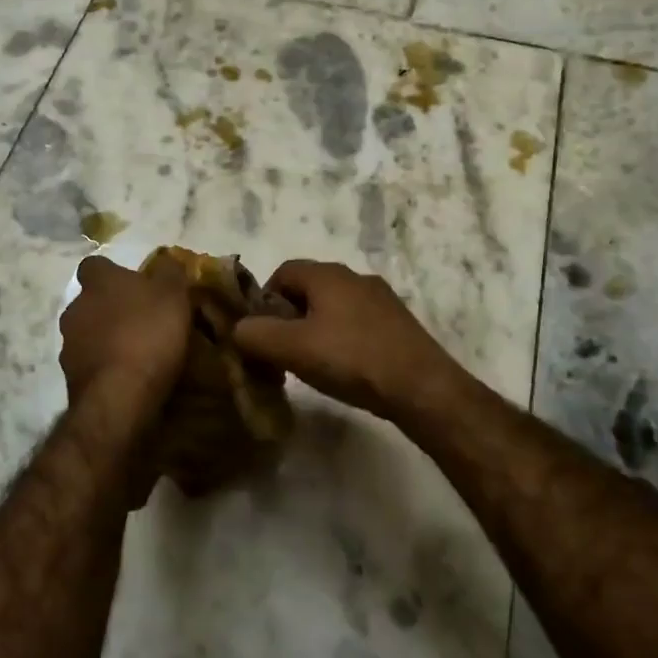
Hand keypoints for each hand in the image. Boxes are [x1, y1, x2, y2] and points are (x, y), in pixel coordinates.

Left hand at [59, 255, 190, 412]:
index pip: (94, 265)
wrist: (119, 395)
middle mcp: (75, 307)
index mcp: (98, 282)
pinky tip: (124, 375)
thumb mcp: (173, 295)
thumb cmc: (149, 334)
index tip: (132, 284)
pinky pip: (88, 362)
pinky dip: (103, 364)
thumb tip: (166, 260)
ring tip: (133, 351)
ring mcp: (68, 343)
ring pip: (86, 332)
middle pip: (89, 300)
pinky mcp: (70, 376)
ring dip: (104, 337)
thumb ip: (170, 272)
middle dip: (108, 307)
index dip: (112, 273)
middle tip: (137, 318)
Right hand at [232, 260, 467, 420]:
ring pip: (334, 306)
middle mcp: (355, 276)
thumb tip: (237, 329)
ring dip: (316, 328)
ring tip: (312, 363)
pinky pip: (357, 322)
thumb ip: (255, 335)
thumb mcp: (292, 349)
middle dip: (289, 316)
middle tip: (281, 350)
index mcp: (328, 274)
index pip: (283, 271)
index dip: (263, 299)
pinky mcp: (398, 323)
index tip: (259, 332)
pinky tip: (345, 368)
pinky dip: (342, 339)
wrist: (421, 386)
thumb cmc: (351, 359)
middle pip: (309, 289)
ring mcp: (381, 299)